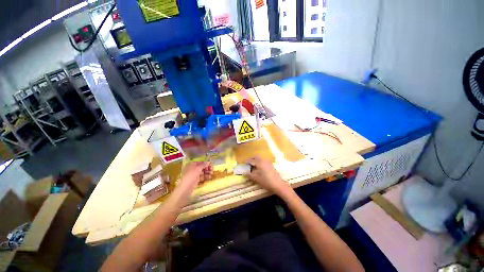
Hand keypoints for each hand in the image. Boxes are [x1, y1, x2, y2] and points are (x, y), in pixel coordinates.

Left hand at [180, 161, 212, 187]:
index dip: (205, 163)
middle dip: (207, 168)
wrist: (187, 186)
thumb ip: (204, 165)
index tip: (210, 164)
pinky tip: (210, 177)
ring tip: (211, 173)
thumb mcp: (198, 168)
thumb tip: (208, 162)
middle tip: (211, 169)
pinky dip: (205, 176)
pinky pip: (202, 176)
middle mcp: (193, 169)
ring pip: (202, 172)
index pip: (200, 162)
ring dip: (207, 172)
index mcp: (192, 164)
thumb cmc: (192, 174)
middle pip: (201, 167)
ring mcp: (194, 174)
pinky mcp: (196, 179)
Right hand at [246, 157, 292, 196]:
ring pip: (260, 158)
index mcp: (259, 162)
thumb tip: (244, 172)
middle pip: (256, 157)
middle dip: (251, 159)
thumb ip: (250, 174)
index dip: (246, 162)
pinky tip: (258, 167)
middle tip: (247, 163)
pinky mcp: (271, 164)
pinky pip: (263, 160)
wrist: (278, 184)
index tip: (243, 164)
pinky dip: (259, 162)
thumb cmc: (266, 181)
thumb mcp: (256, 178)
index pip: (251, 160)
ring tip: (252, 166)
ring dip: (256, 160)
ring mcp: (268, 162)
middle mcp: (264, 160)